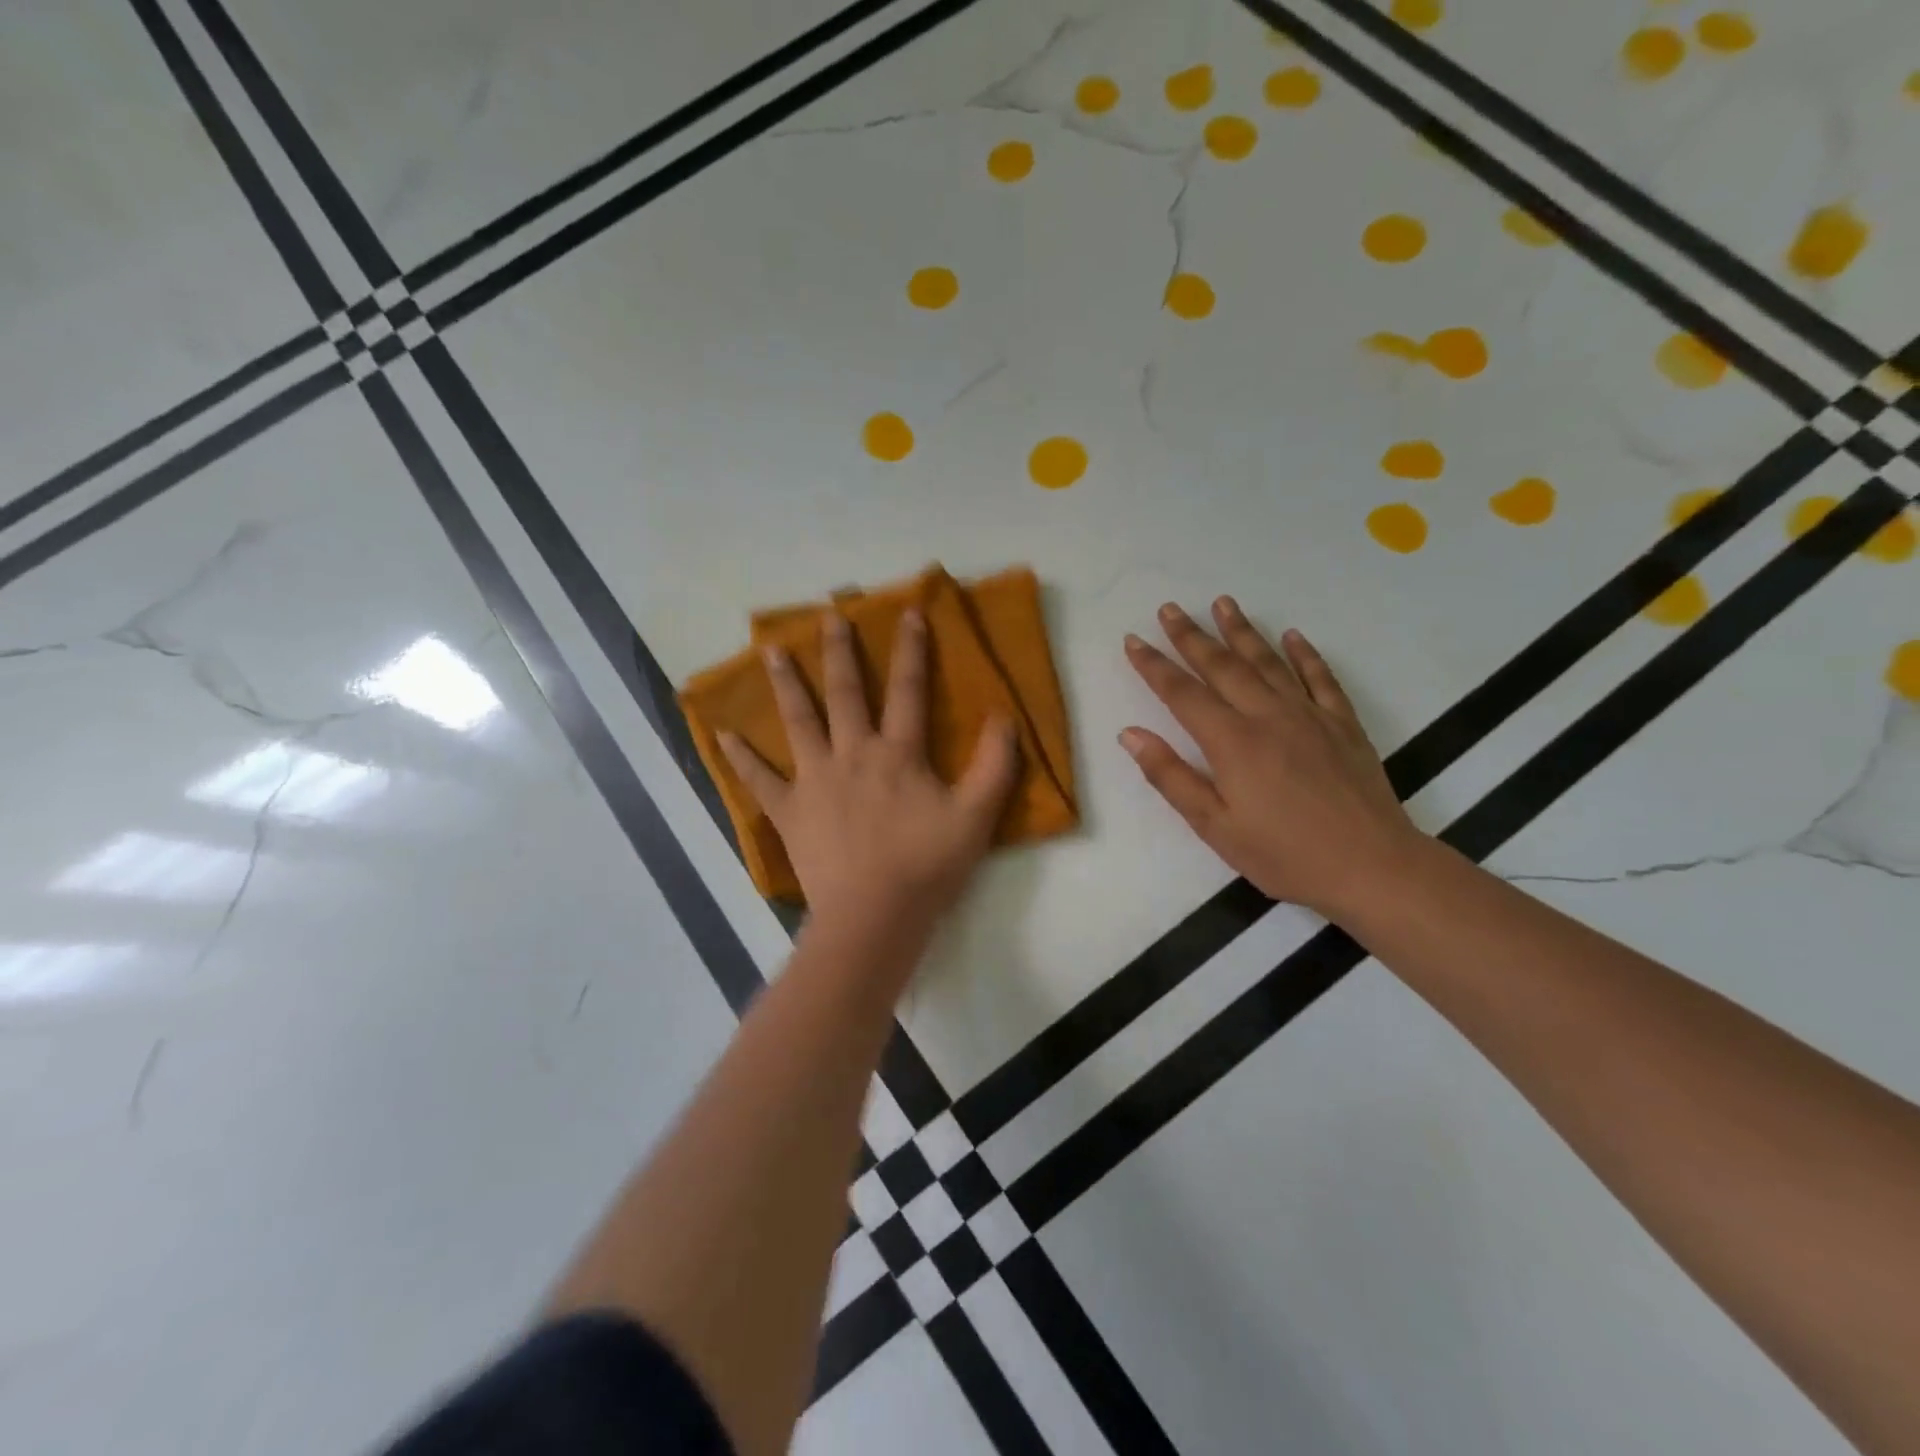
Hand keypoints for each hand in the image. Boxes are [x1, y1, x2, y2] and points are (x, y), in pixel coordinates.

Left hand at [718, 610, 1019, 933]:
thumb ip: (995, 764)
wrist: (874, 916)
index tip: (908, 611)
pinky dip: (741, 757)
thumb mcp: (977, 816)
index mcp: (898, 754)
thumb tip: (1003, 715)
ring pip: (799, 722)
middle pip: (846, 694)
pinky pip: (760, 780)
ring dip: (786, 684)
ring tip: (771, 650)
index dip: (911, 649)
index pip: (909, 690)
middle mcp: (853, 754)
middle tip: (829, 615)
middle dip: (840, 652)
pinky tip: (724, 733)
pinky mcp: (790, 812)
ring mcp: (815, 781)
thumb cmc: (927, 866)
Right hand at [1119, 597, 1421, 920]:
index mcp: (1232, 742)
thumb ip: (1171, 777)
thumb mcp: (1215, 826)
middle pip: (1222, 666)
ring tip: (1223, 602)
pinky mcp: (1343, 724)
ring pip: (1268, 662)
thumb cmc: (1285, 855)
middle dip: (1191, 636)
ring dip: (1242, 631)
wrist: (1373, 867)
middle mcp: (1268, 716)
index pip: (1182, 693)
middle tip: (1169, 608)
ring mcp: (1310, 715)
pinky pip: (1321, 678)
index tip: (1133, 639)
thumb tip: (1131, 734)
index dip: (1154, 665)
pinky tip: (1293, 635)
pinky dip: (1305, 654)